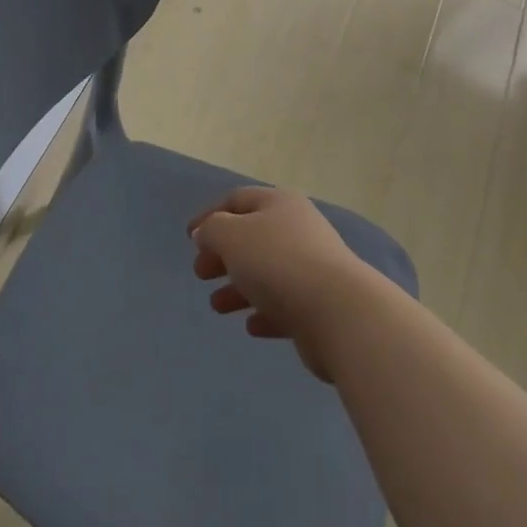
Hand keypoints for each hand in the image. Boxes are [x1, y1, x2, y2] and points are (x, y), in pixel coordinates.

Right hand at [189, 186, 386, 381]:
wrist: (337, 313)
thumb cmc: (277, 263)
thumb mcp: (232, 236)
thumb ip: (212, 230)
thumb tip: (207, 232)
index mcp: (279, 204)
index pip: (238, 200)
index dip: (210, 215)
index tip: (189, 238)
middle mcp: (298, 229)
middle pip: (252, 237)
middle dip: (223, 254)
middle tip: (200, 274)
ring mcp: (312, 268)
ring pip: (266, 273)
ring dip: (238, 287)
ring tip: (217, 306)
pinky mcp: (320, 305)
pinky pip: (284, 305)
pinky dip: (264, 312)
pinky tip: (251, 327)